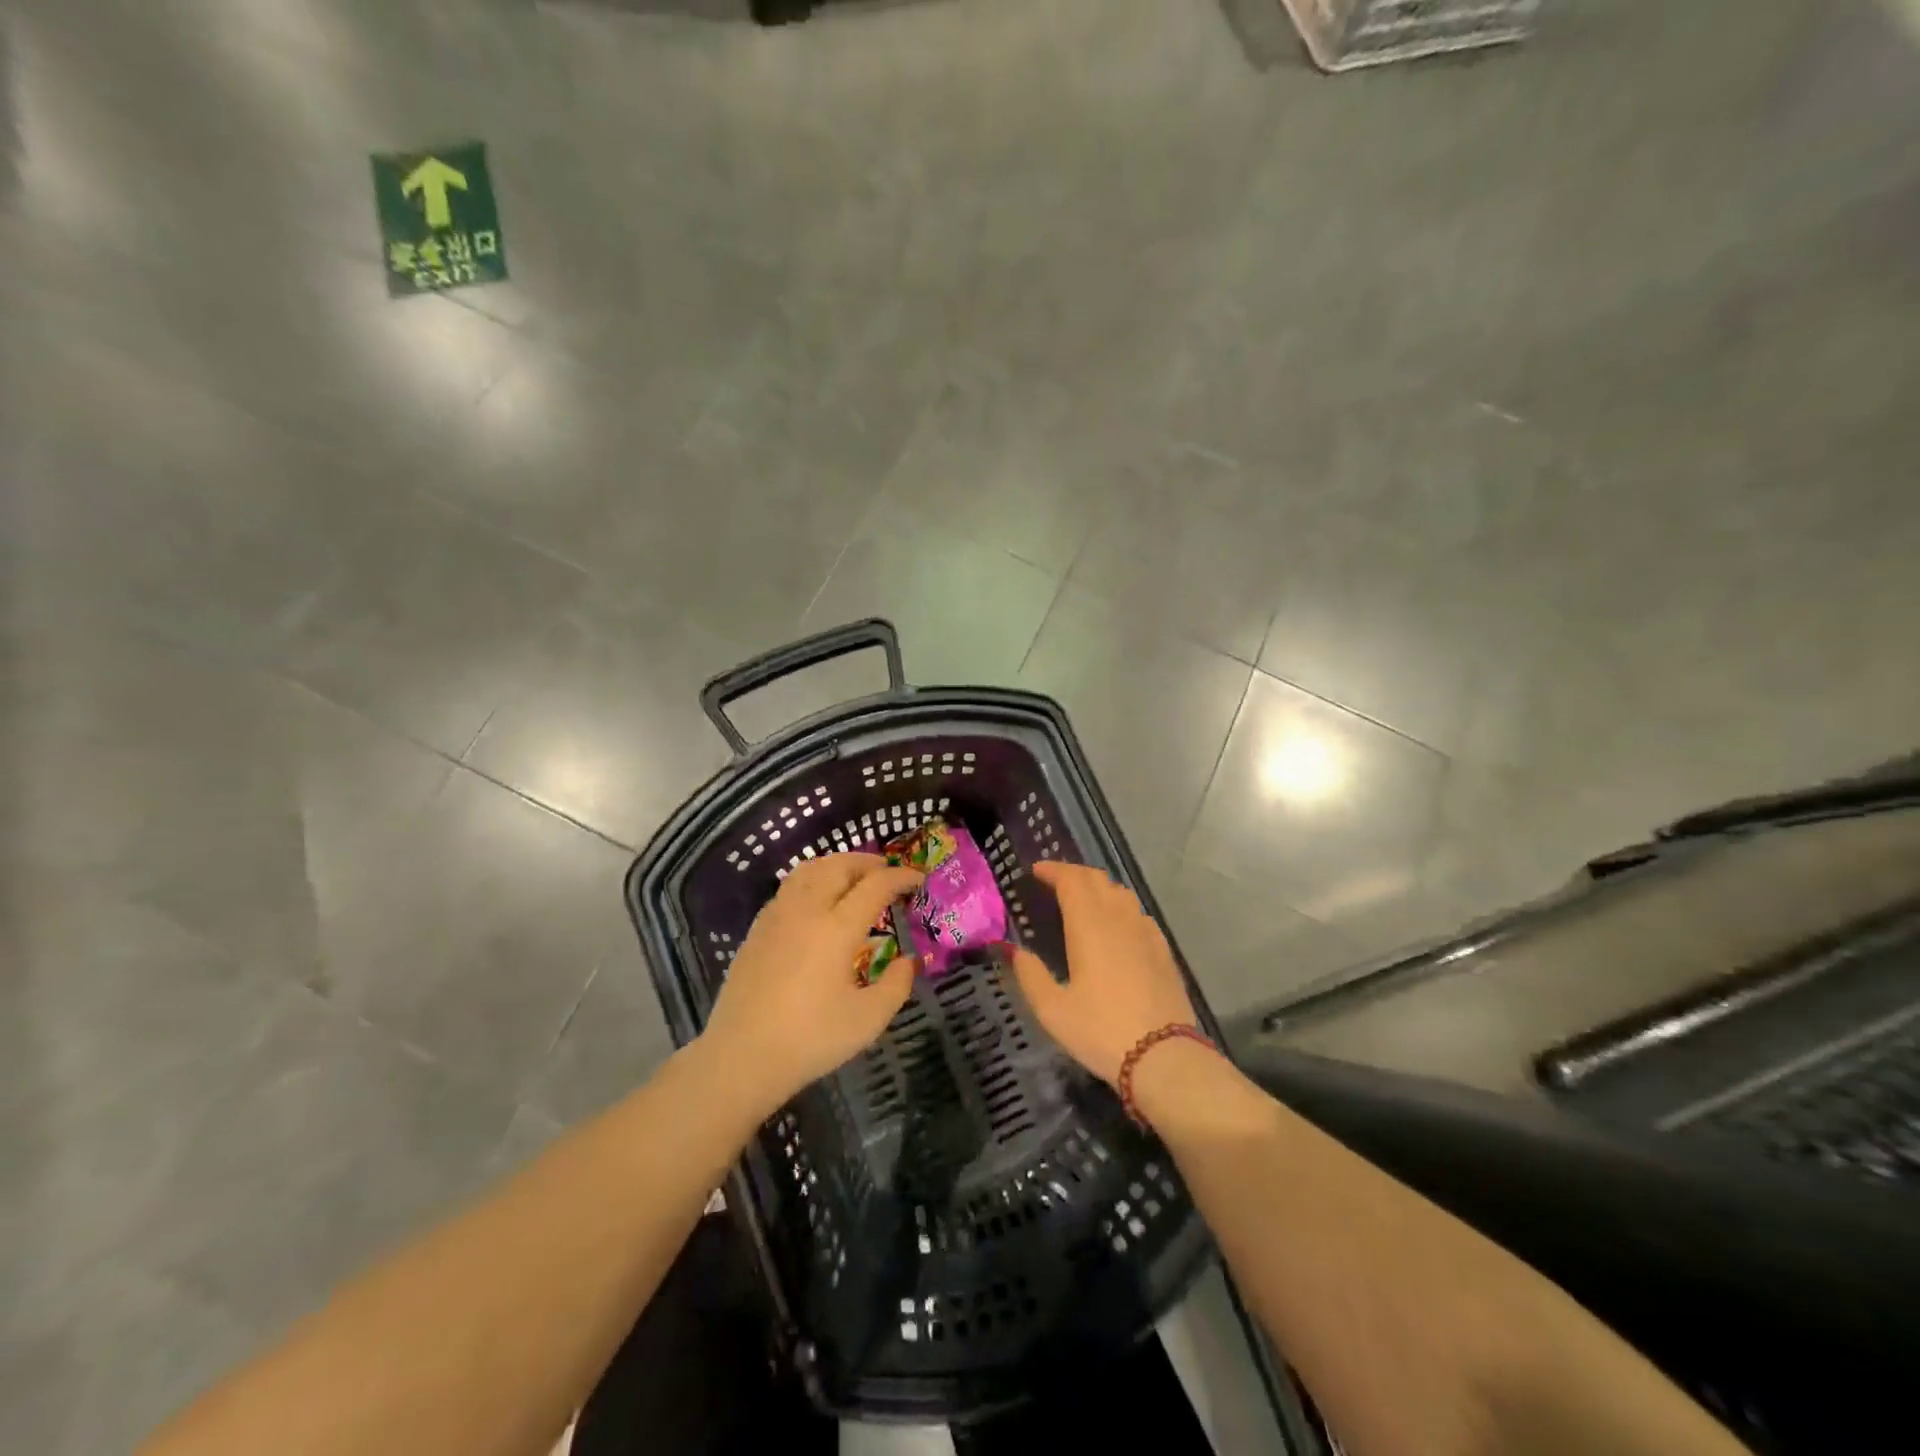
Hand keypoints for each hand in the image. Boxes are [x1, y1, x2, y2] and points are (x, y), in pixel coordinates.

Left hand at [704, 853, 923, 1107]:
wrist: (741, 1057)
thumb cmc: (810, 1039)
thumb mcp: (869, 1020)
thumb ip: (897, 985)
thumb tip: (908, 961)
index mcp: (836, 928)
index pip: (875, 886)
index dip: (900, 877)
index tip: (918, 880)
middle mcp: (806, 911)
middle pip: (838, 866)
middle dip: (868, 862)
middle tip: (888, 873)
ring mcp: (776, 917)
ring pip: (809, 870)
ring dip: (837, 865)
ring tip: (853, 878)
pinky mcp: (757, 929)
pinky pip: (789, 887)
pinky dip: (812, 880)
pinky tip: (817, 902)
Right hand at [1008, 861, 1198, 1085]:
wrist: (1164, 1057)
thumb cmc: (1101, 1031)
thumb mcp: (1053, 1010)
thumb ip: (1030, 975)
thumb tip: (1016, 951)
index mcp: (1089, 926)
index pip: (1071, 880)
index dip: (1053, 870)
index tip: (1036, 871)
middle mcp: (1119, 919)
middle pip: (1097, 879)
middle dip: (1073, 874)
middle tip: (1054, 882)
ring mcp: (1145, 932)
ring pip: (1121, 893)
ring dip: (1098, 887)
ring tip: (1082, 899)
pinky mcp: (1163, 950)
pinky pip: (1138, 913)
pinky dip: (1120, 907)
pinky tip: (1116, 926)